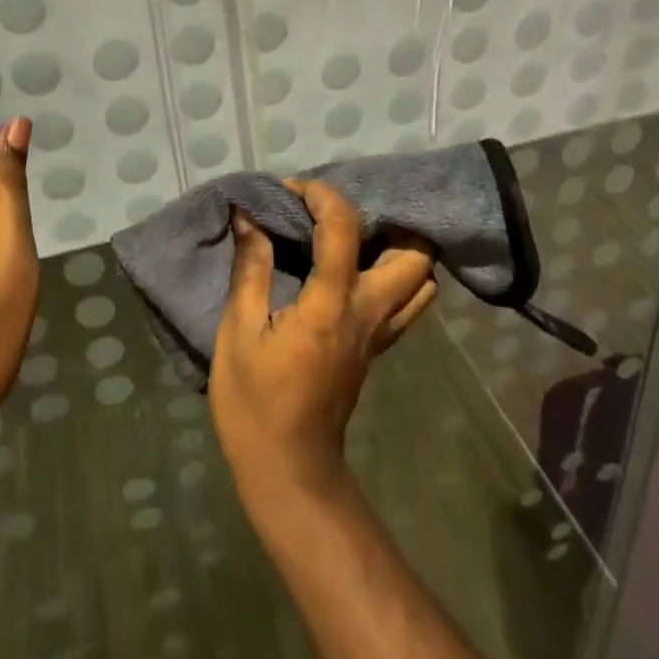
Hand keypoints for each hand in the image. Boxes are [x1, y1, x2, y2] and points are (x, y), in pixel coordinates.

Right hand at [210, 180, 437, 498]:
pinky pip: (406, 304)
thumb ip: (250, 270)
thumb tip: (250, 219)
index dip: (321, 196)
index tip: (291, 190)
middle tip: (341, 216)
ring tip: (355, 239)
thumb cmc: (255, 403)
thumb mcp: (237, 333)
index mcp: (330, 304)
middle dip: (385, 222)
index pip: (343, 228)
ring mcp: (380, 333)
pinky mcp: (378, 349)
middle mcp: (368, 312)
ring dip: (398, 250)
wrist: (288, 468)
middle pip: (414, 255)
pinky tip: (358, 272)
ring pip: (420, 281)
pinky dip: (396, 278)